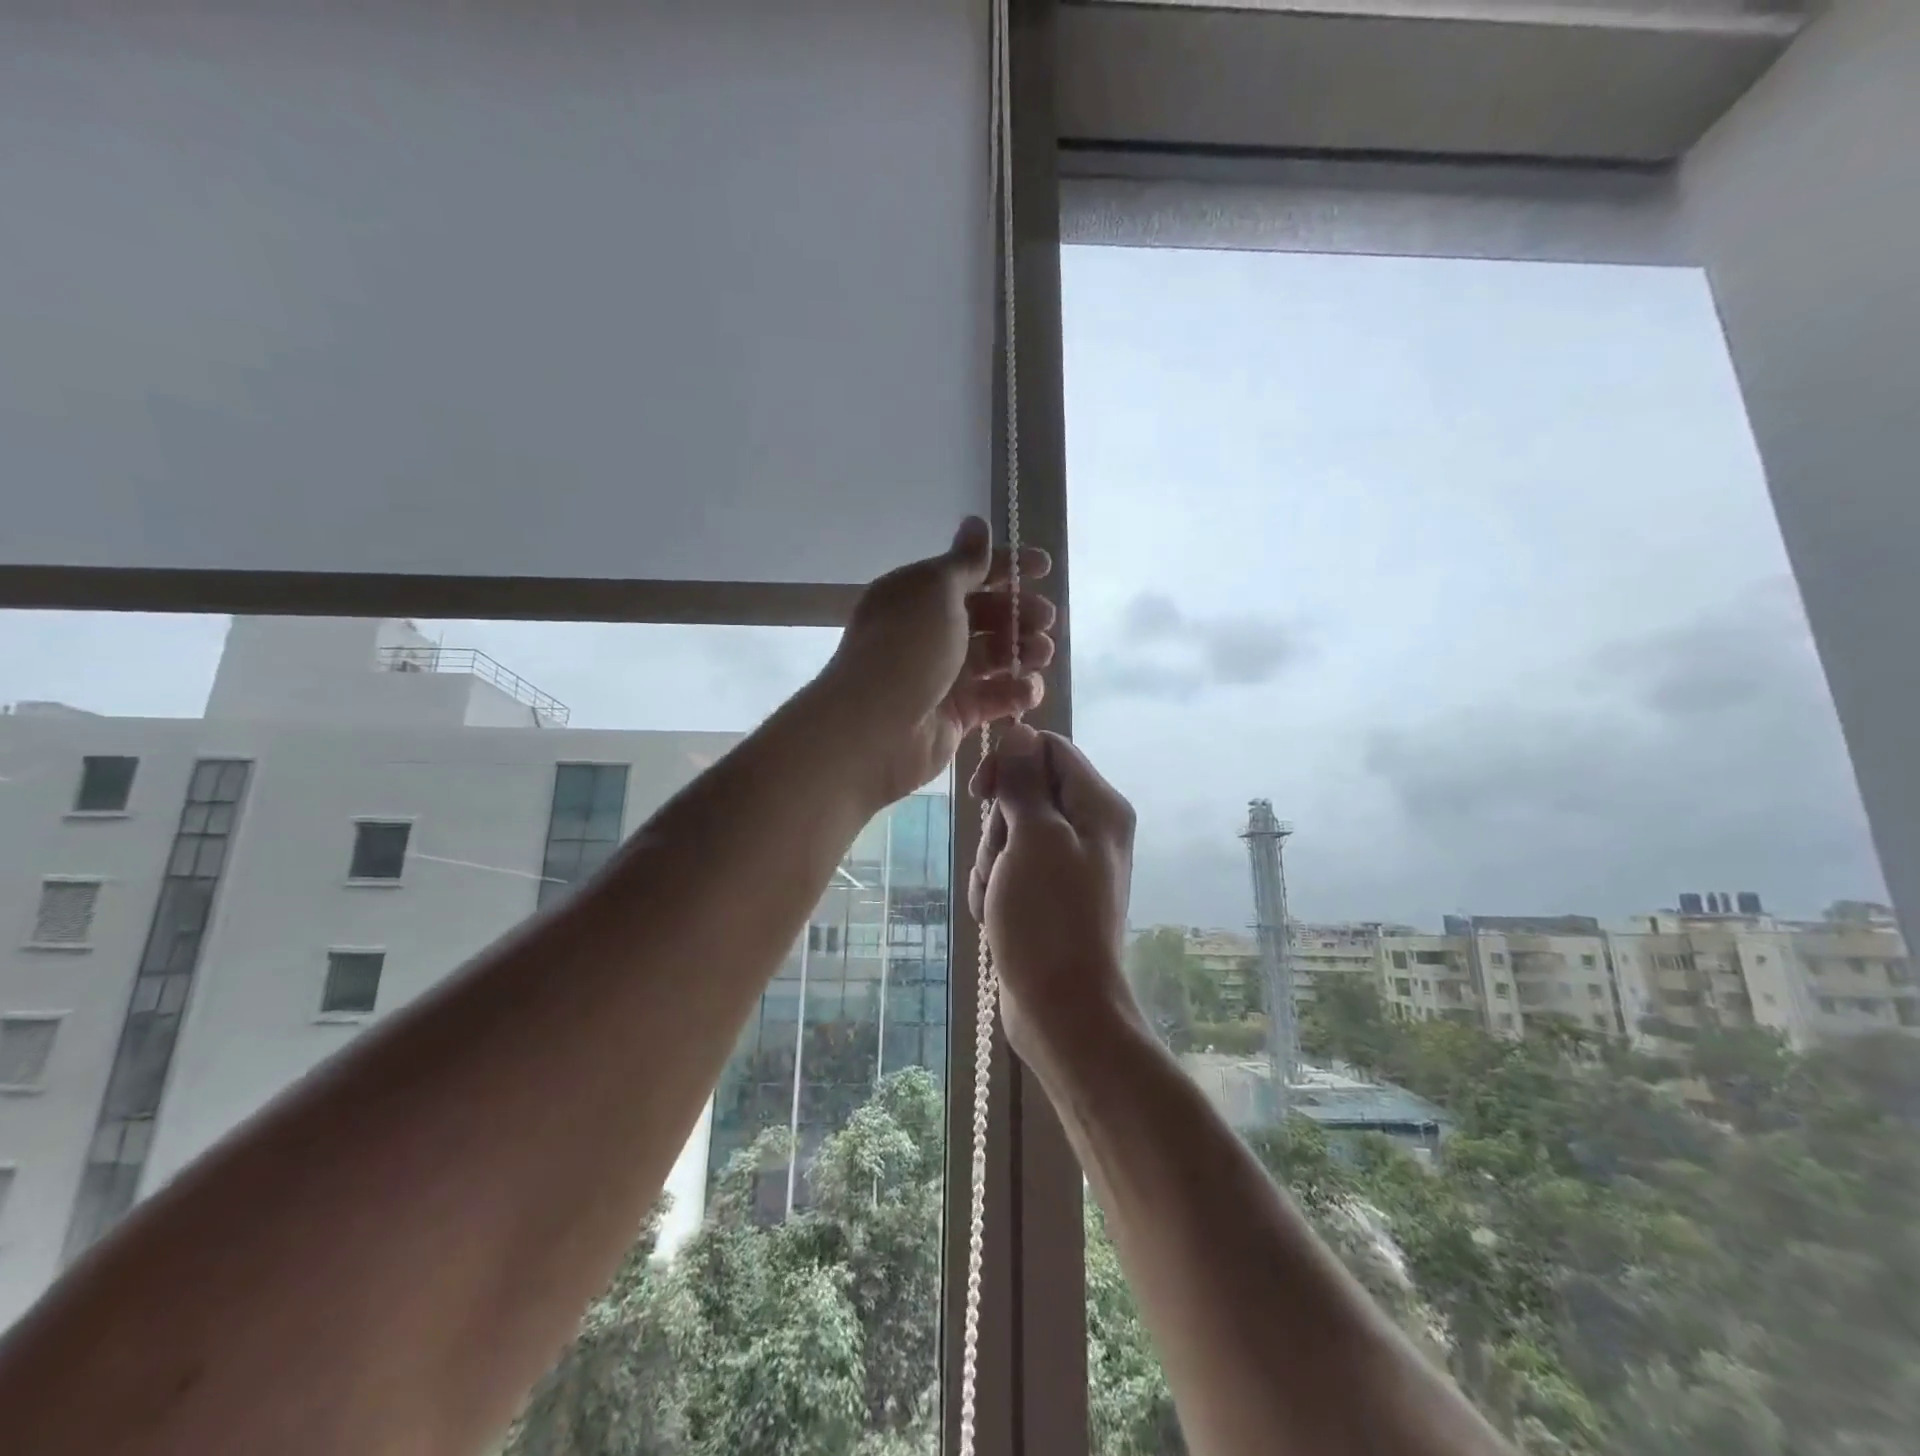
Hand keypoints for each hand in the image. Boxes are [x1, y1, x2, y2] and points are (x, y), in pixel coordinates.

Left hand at [823, 517, 1054, 805]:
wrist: (875, 729)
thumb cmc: (906, 648)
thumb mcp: (935, 591)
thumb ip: (965, 562)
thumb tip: (976, 523)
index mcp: (917, 595)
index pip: (968, 572)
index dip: (1007, 567)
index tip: (1044, 568)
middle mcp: (928, 632)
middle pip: (986, 615)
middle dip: (1020, 613)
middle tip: (1044, 619)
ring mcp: (942, 675)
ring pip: (994, 656)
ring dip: (1023, 651)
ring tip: (1040, 654)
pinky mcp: (956, 714)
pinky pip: (994, 697)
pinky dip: (1015, 692)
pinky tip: (1027, 690)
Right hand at [968, 724, 1137, 1062]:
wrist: (1062, 1008)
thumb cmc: (1049, 917)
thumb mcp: (1033, 839)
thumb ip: (1024, 782)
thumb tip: (1019, 731)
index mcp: (1098, 805)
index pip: (1049, 749)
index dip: (1011, 762)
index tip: (982, 792)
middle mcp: (1088, 828)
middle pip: (1024, 794)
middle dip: (998, 827)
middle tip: (1004, 864)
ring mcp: (1067, 863)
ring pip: (1009, 834)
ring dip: (992, 863)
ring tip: (1001, 899)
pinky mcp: (1047, 893)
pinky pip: (1009, 869)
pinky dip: (996, 888)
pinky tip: (999, 917)